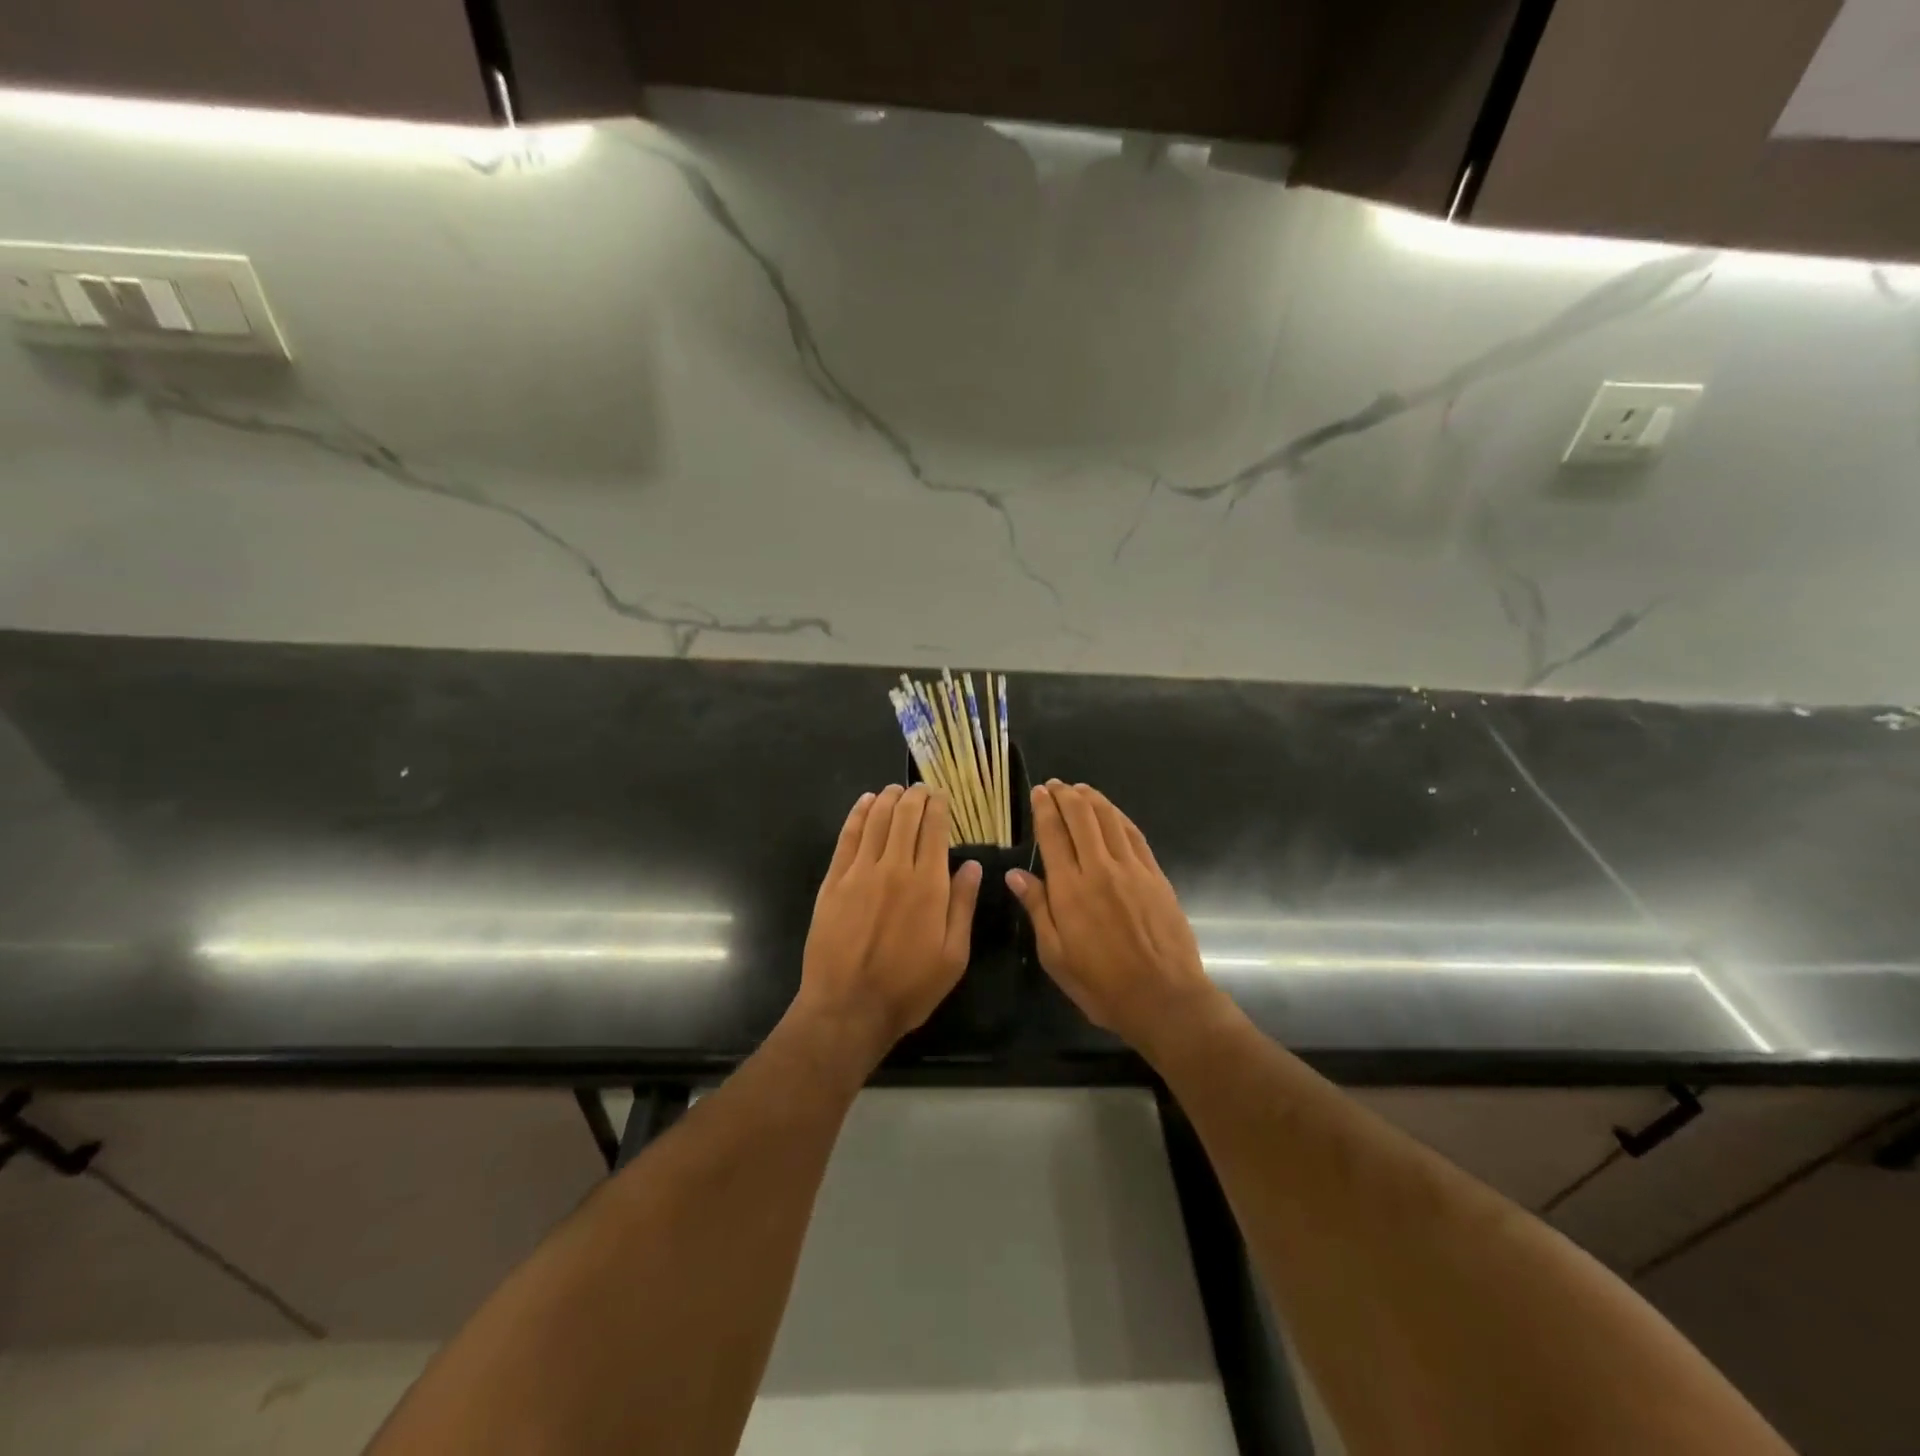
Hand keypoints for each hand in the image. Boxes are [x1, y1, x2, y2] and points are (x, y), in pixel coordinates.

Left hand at [796, 784, 982, 1060]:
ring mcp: (860, 872)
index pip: (934, 829)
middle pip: (905, 816)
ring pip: (876, 820)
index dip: (939, 806)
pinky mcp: (833, 882)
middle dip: (915, 796)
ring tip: (895, 790)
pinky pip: (847, 837)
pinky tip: (865, 803)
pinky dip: (857, 815)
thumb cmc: (908, 987)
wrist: (848, 1007)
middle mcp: (895, 868)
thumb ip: (963, 905)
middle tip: (921, 789)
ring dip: (888, 799)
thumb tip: (973, 865)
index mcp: (928, 885)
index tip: (942, 795)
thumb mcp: (953, 956)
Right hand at [1006, 781, 1224, 1054]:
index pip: (1053, 834)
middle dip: (1066, 796)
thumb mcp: (1055, 955)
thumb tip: (1015, 874)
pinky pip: (1135, 835)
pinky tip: (1112, 813)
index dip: (1045, 809)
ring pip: (1109, 820)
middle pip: (1082, 817)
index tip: (1039, 792)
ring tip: (1080, 789)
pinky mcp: (1155, 876)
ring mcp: (1132, 869)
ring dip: (1093, 799)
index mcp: (1069, 889)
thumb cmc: (1100, 984)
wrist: (1163, 997)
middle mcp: (1100, 869)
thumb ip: (1037, 909)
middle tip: (1056, 785)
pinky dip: (1119, 817)